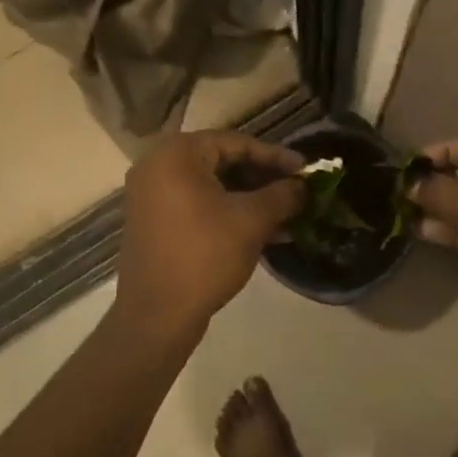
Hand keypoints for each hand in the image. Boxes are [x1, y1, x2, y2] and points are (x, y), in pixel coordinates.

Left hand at [114, 131, 304, 338]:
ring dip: (250, 198)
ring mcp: (152, 195)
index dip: (276, 157)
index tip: (305, 170)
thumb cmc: (205, 255)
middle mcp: (158, 165)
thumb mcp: (251, 221)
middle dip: (264, 179)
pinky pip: (198, 205)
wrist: (157, 313)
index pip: (237, 143)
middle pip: (223, 162)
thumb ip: (282, 195)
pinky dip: (229, 212)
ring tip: (287, 213)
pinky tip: (264, 230)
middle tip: (296, 191)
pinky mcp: (155, 221)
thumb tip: (303, 186)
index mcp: (177, 154)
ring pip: (212, 186)